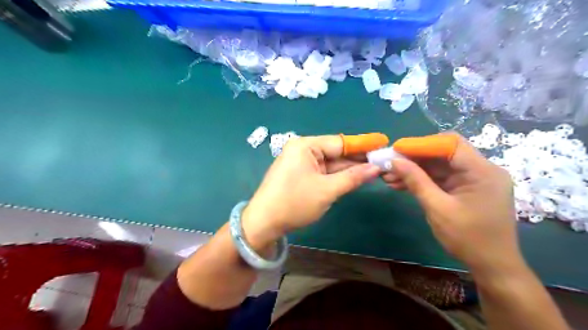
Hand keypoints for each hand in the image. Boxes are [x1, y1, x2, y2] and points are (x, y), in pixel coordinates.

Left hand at [243, 134, 381, 246]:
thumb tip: (376, 168)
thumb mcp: (327, 190)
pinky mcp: (299, 174)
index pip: (340, 142)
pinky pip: (323, 172)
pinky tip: (354, 178)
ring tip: (374, 170)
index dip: (363, 145)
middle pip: (335, 152)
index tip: (384, 145)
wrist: (263, 223)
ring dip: (349, 169)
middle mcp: (302, 149)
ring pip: (330, 163)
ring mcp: (300, 162)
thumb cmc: (294, 203)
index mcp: (305, 146)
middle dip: (357, 160)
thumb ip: (353, 177)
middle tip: (382, 162)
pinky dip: (337, 176)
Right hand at [384, 134, 520, 275]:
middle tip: (390, 164)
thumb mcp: (437, 208)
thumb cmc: (468, 238)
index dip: (421, 144)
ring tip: (389, 177)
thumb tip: (395, 161)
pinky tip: (401, 184)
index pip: (450, 144)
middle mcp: (481, 169)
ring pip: (439, 166)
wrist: (492, 266)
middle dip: (414, 158)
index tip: (397, 150)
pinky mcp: (466, 188)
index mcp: (482, 171)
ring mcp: (474, 179)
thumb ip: (416, 181)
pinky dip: (422, 180)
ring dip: (414, 170)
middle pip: (443, 153)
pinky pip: (441, 178)